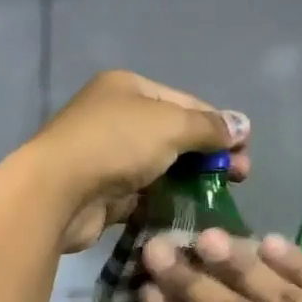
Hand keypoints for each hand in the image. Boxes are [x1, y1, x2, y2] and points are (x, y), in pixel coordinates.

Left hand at [28, 70, 251, 253]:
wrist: (56, 192)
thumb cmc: (115, 144)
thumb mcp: (170, 125)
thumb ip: (208, 126)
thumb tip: (242, 125)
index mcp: (128, 88)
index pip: (186, 102)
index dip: (219, 124)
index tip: (246, 150)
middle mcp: (116, 117)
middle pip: (174, 134)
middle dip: (208, 154)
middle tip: (239, 177)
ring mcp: (107, 156)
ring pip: (160, 166)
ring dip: (190, 180)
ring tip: (219, 197)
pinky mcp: (104, 192)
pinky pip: (144, 194)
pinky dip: (166, 201)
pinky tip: (190, 213)